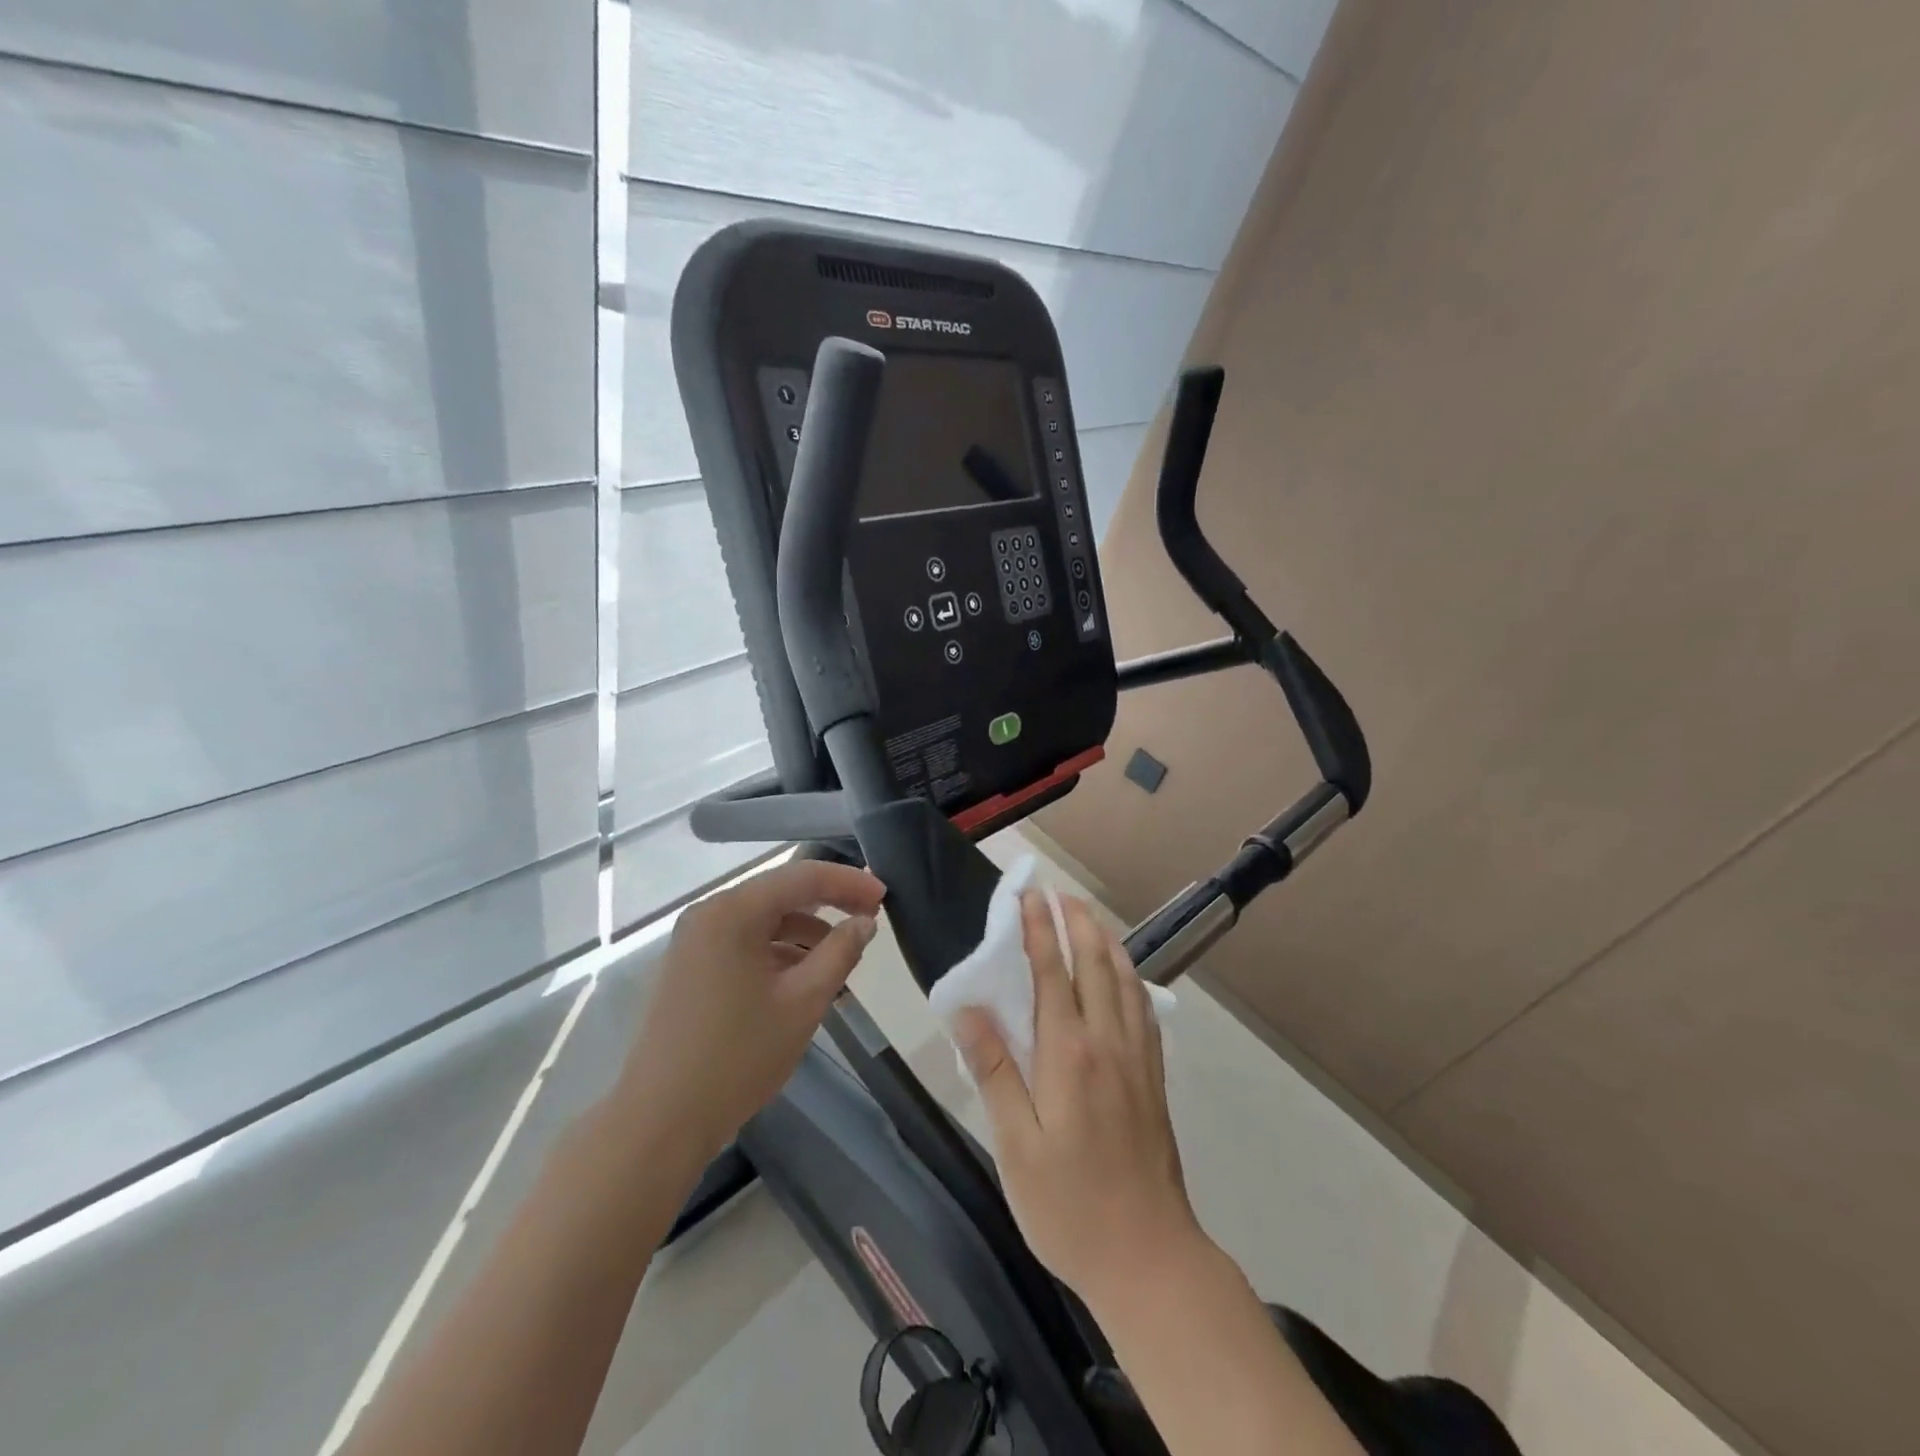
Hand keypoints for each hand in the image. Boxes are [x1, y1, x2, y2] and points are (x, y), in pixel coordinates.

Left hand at [617, 858, 885, 1158]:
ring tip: (841, 956)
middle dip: (828, 903)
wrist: (659, 1122)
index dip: (848, 882)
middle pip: (780, 893)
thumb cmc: (737, 1057)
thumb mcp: (803, 1002)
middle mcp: (709, 914)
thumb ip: (840, 953)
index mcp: (733, 912)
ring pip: (762, 920)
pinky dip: (777, 952)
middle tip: (869, 918)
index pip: (802, 876)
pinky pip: (743, 943)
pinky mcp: (689, 967)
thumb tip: (864, 921)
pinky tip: (802, 979)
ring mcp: (694, 941)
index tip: (884, 895)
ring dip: (804, 931)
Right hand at [957, 892, 1205, 1312]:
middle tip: (1059, 892)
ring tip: (1088, 917)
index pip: (1052, 972)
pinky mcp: (1153, 1077)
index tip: (1028, 893)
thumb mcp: (1016, 1146)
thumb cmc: (1069, 1207)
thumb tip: (968, 1011)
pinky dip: (1130, 975)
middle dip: (1077, 921)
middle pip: (1095, 964)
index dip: (1039, 928)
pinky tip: (1124, 975)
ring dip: (1105, 941)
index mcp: (1069, 1054)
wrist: (1150, 1258)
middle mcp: (1108, 1042)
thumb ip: (994, 1072)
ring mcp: (1138, 1058)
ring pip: (1125, 980)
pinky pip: (1142, 1007)